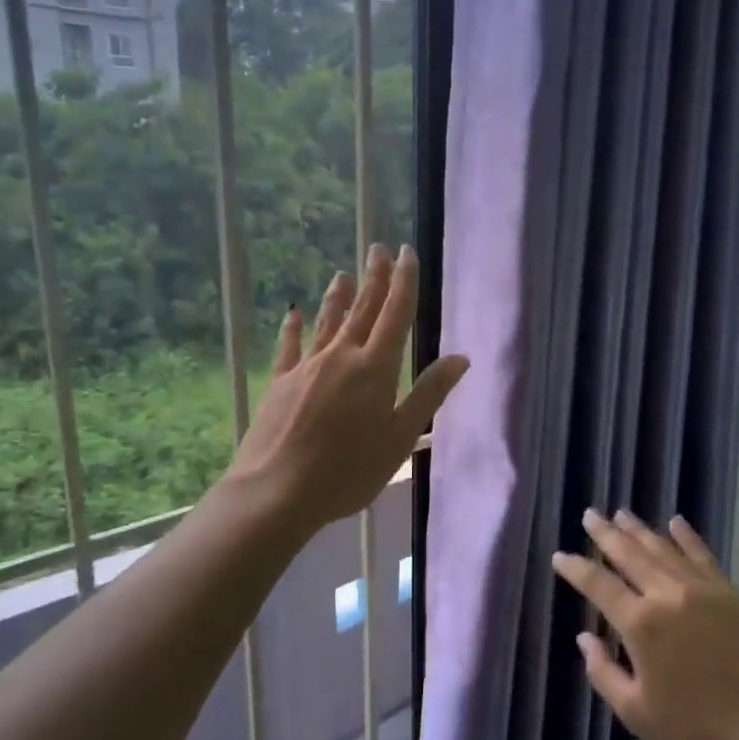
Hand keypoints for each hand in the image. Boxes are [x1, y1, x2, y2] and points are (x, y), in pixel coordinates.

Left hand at [228, 244, 468, 533]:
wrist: (278, 491)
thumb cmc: (349, 471)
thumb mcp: (400, 437)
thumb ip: (428, 394)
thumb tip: (460, 358)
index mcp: (375, 368)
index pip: (395, 314)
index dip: (404, 281)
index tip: (407, 252)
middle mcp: (341, 356)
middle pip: (362, 310)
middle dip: (374, 278)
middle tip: (378, 248)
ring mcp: (307, 367)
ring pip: (327, 322)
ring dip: (339, 296)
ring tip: (344, 273)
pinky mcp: (280, 382)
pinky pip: (289, 346)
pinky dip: (294, 328)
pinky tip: (294, 314)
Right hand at [552, 510, 738, 739]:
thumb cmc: (697, 730)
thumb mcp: (636, 713)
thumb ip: (603, 672)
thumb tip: (585, 638)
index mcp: (641, 624)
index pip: (599, 585)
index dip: (576, 568)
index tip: (560, 556)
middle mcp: (669, 595)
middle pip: (630, 555)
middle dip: (606, 534)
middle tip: (589, 515)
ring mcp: (703, 590)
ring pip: (664, 549)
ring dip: (640, 530)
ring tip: (622, 514)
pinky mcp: (732, 594)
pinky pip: (703, 556)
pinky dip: (687, 537)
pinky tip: (675, 523)